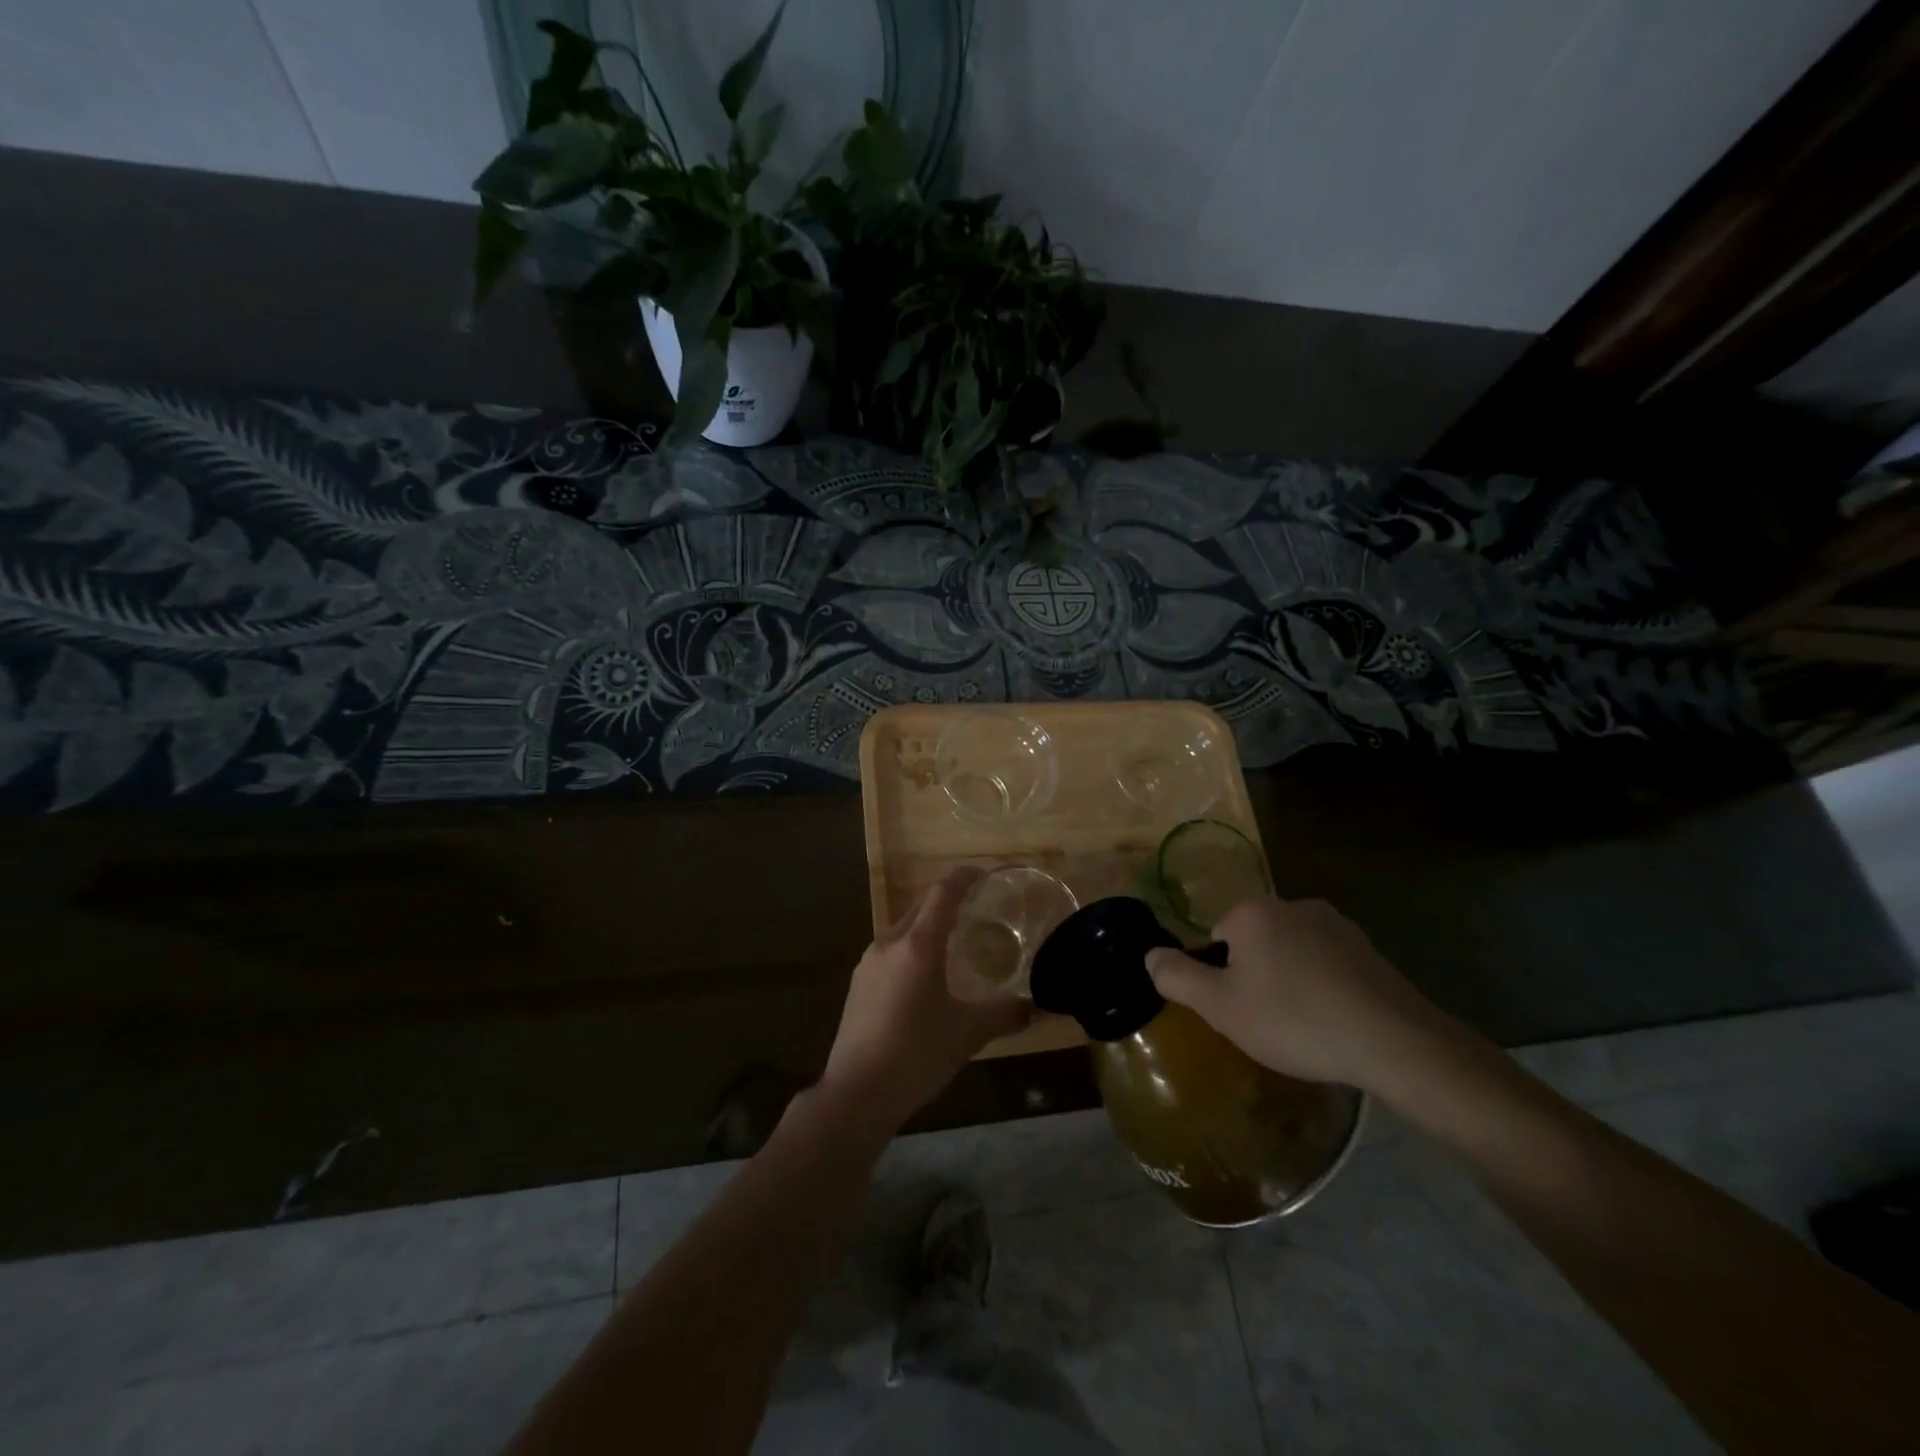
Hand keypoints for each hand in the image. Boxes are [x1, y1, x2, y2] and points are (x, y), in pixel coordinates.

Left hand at [817, 867, 1029, 1135]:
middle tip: (973, 905)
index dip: (962, 878)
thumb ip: (1004, 1015)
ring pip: (901, 929)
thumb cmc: (917, 1054)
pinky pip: (889, 952)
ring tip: (951, 939)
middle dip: (945, 900)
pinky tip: (922, 976)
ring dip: (925, 925)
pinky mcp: (858, 986)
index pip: (942, 894)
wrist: (857, 1093)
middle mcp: (889, 943)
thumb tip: (1035, 1008)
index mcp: (917, 945)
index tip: (981, 872)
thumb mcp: (968, 1034)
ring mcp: (868, 964)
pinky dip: (910, 949)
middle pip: (919, 907)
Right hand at [1145, 895, 1452, 1090]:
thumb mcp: (1220, 1006)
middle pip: (1254, 942)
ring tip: (1304, 1026)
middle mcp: (1292, 904)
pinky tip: (1335, 1020)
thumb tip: (1149, 954)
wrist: (1392, 1041)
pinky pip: (1327, 964)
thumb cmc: (1293, 1019)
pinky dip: (1323, 986)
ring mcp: (1335, 924)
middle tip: (1269, 1021)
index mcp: (1252, 912)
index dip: (1223, 978)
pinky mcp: (1368, 948)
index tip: (1242, 1010)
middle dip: (1256, 976)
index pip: (1217, 939)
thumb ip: (1176, 977)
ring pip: (1291, 952)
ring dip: (1290, 980)